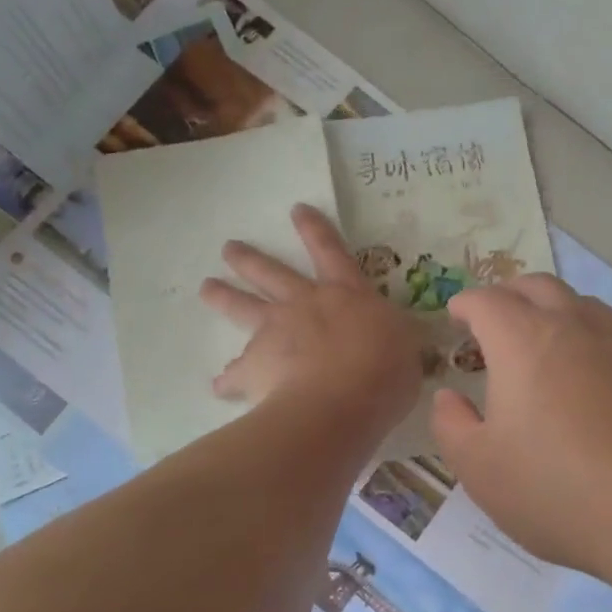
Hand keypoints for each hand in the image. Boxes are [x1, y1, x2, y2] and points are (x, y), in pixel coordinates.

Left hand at [200, 205, 426, 430]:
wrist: (341, 402)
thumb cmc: (384, 370)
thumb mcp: (405, 346)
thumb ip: (394, 338)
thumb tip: (395, 339)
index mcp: (345, 294)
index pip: (330, 251)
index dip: (315, 230)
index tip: (296, 210)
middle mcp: (304, 304)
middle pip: (272, 273)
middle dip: (250, 259)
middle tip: (228, 248)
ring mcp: (275, 332)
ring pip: (243, 307)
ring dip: (223, 296)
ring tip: (206, 288)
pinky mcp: (254, 366)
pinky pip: (235, 373)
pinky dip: (228, 380)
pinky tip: (219, 385)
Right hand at [431, 275, 611, 577]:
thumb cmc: (558, 490)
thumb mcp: (481, 469)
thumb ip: (452, 425)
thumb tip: (449, 397)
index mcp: (523, 341)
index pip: (487, 301)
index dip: (466, 303)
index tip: (456, 316)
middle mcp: (574, 326)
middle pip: (537, 286)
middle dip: (509, 294)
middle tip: (496, 319)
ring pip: (582, 304)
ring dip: (554, 311)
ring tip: (544, 341)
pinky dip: (592, 340)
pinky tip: (594, 377)